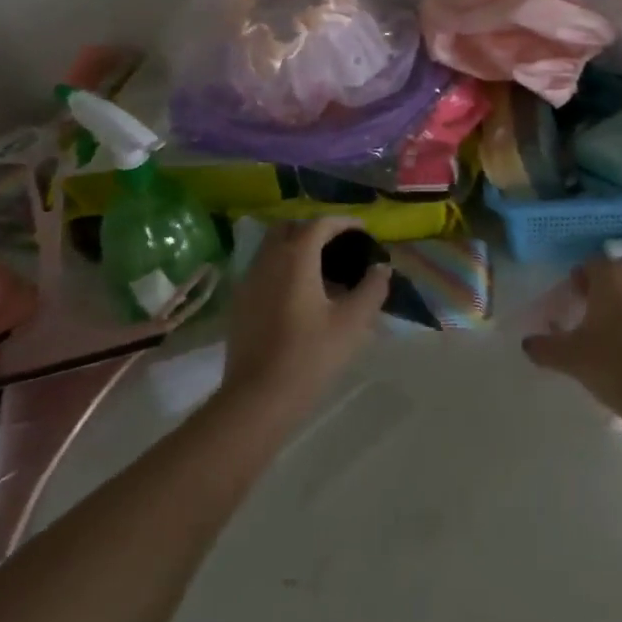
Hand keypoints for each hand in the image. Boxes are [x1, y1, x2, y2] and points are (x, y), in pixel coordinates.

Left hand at [218, 219, 389, 425]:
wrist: (257, 398)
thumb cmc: (310, 355)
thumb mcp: (353, 322)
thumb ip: (372, 288)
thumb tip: (381, 267)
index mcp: (296, 257)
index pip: (320, 223)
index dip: (344, 222)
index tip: (364, 230)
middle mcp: (268, 260)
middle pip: (290, 227)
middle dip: (315, 229)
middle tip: (339, 245)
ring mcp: (249, 281)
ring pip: (272, 247)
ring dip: (296, 247)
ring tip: (322, 270)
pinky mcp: (240, 303)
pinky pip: (263, 269)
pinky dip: (282, 267)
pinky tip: (299, 293)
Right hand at [522, 255, 621, 417]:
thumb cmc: (614, 363)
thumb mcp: (571, 357)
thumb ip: (545, 347)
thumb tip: (527, 343)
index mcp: (611, 275)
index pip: (590, 264)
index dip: (578, 281)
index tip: (572, 302)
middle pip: (618, 270)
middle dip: (606, 284)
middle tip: (592, 311)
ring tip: (616, 327)